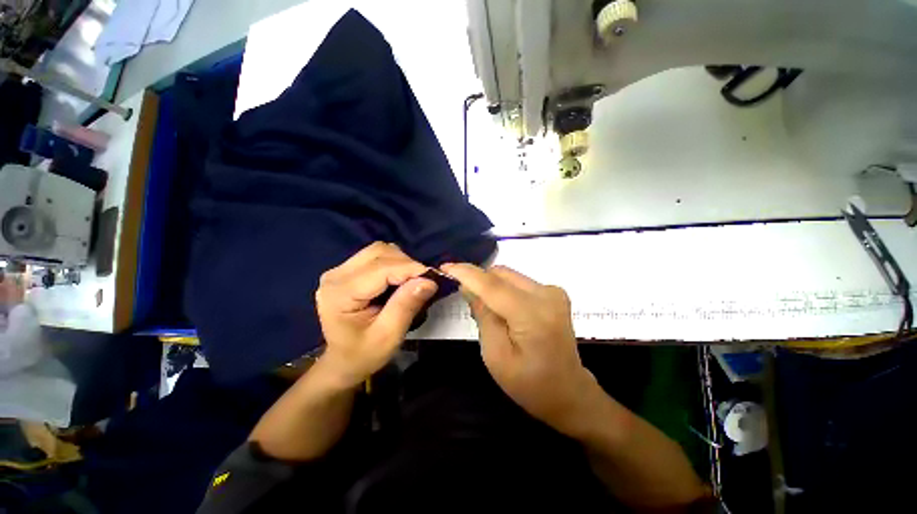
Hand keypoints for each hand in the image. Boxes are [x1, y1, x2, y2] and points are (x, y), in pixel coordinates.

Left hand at [315, 242, 436, 388]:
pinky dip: (394, 263)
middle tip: (422, 282)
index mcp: (340, 293)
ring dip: (401, 262)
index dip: (410, 269)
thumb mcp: (389, 336)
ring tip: (411, 281)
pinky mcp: (347, 270)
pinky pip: (376, 256)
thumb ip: (406, 306)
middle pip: (379, 252)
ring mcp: (339, 270)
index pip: (381, 268)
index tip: (433, 278)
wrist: (343, 361)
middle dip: (406, 264)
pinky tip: (399, 279)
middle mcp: (336, 275)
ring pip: (379, 250)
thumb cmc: (364, 354)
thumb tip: (429, 281)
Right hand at [442, 263, 601, 435]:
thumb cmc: (529, 384)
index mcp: (532, 315)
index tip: (445, 266)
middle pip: (501, 274)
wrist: (568, 392)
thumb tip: (468, 287)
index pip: (492, 284)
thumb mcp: (495, 355)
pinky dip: (504, 289)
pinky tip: (503, 309)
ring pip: (509, 275)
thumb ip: (483, 316)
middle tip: (464, 296)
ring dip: (491, 285)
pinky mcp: (554, 293)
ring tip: (486, 308)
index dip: (466, 273)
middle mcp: (546, 294)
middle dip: (478, 280)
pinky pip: (519, 281)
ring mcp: (553, 291)